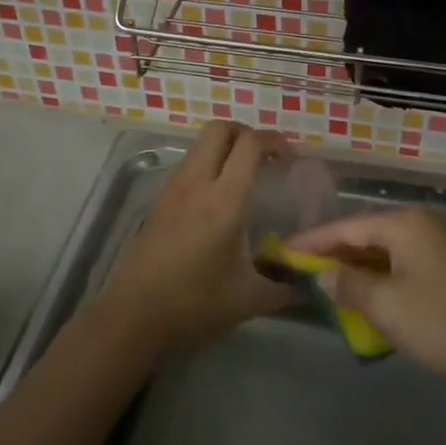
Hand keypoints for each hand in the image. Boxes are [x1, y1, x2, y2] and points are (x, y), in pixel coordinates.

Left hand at [100, 121, 298, 356]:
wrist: (132, 316)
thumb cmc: (193, 304)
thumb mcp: (249, 300)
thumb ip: (286, 289)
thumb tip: (313, 287)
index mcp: (224, 199)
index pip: (250, 144)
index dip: (274, 141)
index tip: (290, 159)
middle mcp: (197, 183)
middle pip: (220, 128)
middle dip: (247, 132)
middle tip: (266, 158)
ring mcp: (174, 188)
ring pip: (201, 144)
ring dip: (226, 146)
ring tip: (245, 174)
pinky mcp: (160, 199)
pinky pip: (188, 163)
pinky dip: (208, 163)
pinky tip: (218, 196)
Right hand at [286, 207, 445, 395]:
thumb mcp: (387, 307)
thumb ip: (349, 285)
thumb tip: (324, 274)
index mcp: (405, 224)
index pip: (346, 227)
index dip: (312, 241)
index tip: (281, 251)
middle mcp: (424, 223)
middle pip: (367, 234)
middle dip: (335, 254)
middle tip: (301, 270)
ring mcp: (442, 243)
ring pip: (387, 250)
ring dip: (358, 268)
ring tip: (328, 284)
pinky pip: (405, 263)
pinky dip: (382, 276)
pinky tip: (370, 296)